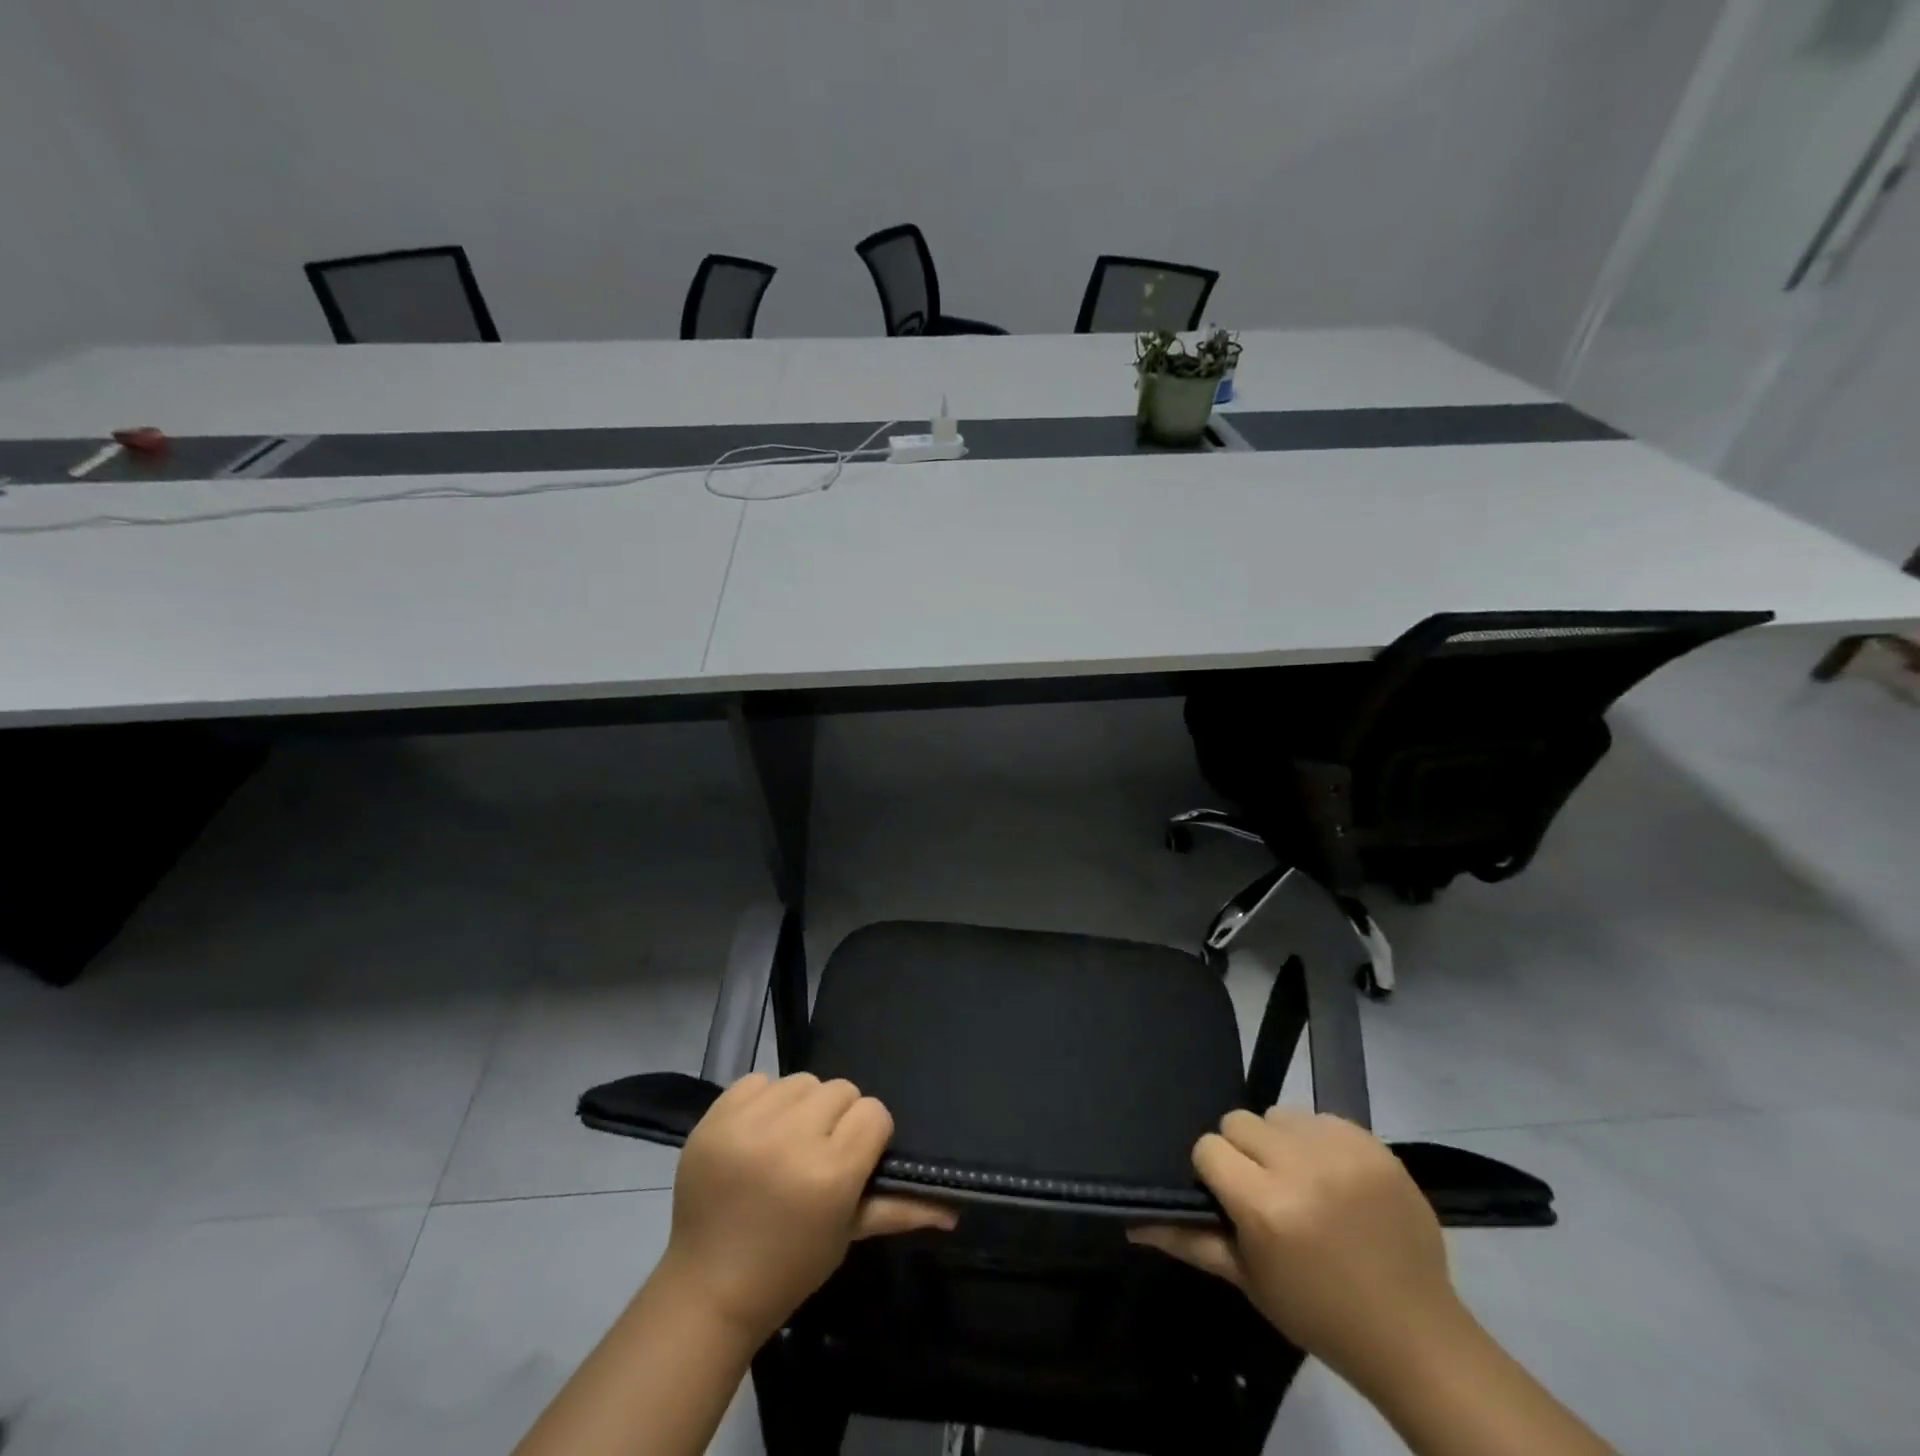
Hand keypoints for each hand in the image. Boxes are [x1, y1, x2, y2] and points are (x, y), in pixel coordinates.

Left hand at [656, 1072, 954, 1344]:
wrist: (706, 1290)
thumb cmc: (788, 1267)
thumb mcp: (847, 1235)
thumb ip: (900, 1208)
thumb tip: (954, 1207)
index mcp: (830, 1172)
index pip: (874, 1113)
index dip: (869, 1136)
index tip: (854, 1160)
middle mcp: (791, 1138)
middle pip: (841, 1090)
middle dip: (837, 1119)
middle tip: (819, 1154)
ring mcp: (748, 1125)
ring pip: (802, 1080)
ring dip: (802, 1106)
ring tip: (787, 1142)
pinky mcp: (714, 1117)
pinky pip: (757, 1080)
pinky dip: (763, 1100)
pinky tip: (757, 1134)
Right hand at [1130, 1108, 1467, 1396]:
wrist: (1415, 1334)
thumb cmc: (1320, 1313)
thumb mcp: (1249, 1280)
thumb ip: (1189, 1240)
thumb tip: (1130, 1221)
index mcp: (1265, 1206)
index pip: (1209, 1147)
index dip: (1214, 1173)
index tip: (1232, 1200)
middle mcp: (1300, 1167)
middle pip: (1239, 1121)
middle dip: (1245, 1153)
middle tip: (1266, 1191)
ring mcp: (1341, 1151)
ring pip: (1279, 1114)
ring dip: (1281, 1142)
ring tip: (1302, 1183)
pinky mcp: (1373, 1144)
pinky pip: (1320, 1117)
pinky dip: (1319, 1141)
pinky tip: (1334, 1179)